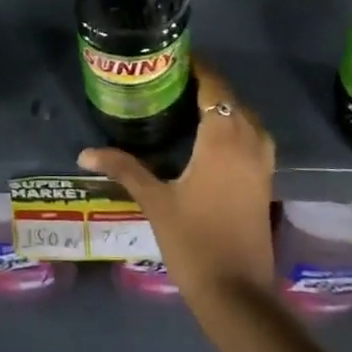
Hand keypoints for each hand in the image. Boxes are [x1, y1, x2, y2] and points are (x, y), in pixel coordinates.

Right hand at [77, 57, 275, 305]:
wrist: (237, 292)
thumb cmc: (194, 240)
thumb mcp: (155, 201)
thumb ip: (124, 168)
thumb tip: (86, 152)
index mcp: (223, 137)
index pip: (214, 85)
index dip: (197, 67)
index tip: (172, 59)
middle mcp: (249, 140)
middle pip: (230, 98)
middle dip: (206, 85)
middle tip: (171, 82)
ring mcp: (263, 161)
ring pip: (245, 117)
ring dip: (222, 106)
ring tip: (188, 105)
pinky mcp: (266, 180)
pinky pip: (253, 137)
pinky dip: (234, 126)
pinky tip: (210, 139)